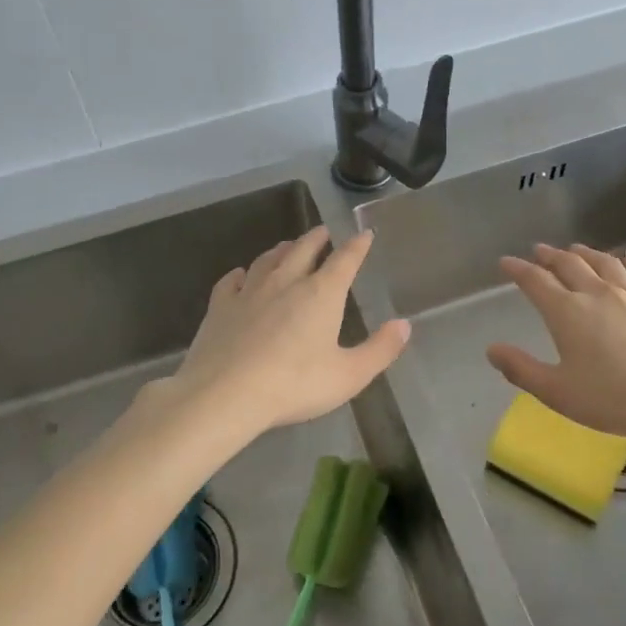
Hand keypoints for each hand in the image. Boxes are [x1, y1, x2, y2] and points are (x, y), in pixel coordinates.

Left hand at [155, 226, 410, 440]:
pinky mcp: (220, 307)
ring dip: (281, 250)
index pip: (344, 260)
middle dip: (317, 239)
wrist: (225, 394)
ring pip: (268, 260)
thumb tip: (404, 325)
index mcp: (321, 294)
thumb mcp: (348, 375)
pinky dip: (240, 274)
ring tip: (287, 245)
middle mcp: (286, 282)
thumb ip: (380, 349)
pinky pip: (231, 281)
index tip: (364, 234)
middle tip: (323, 232)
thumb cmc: (294, 385)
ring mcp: (249, 292)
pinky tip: (240, 275)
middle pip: (303, 250)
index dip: (357, 246)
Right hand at [487, 243, 625, 444]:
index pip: (536, 281)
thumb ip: (521, 369)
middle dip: (550, 256)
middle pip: (569, 265)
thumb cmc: (611, 399)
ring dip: (587, 253)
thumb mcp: (556, 391)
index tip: (506, 262)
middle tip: (539, 251)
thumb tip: (492, 350)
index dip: (518, 269)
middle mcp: (597, 294)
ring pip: (605, 264)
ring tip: (576, 248)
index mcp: (567, 312)